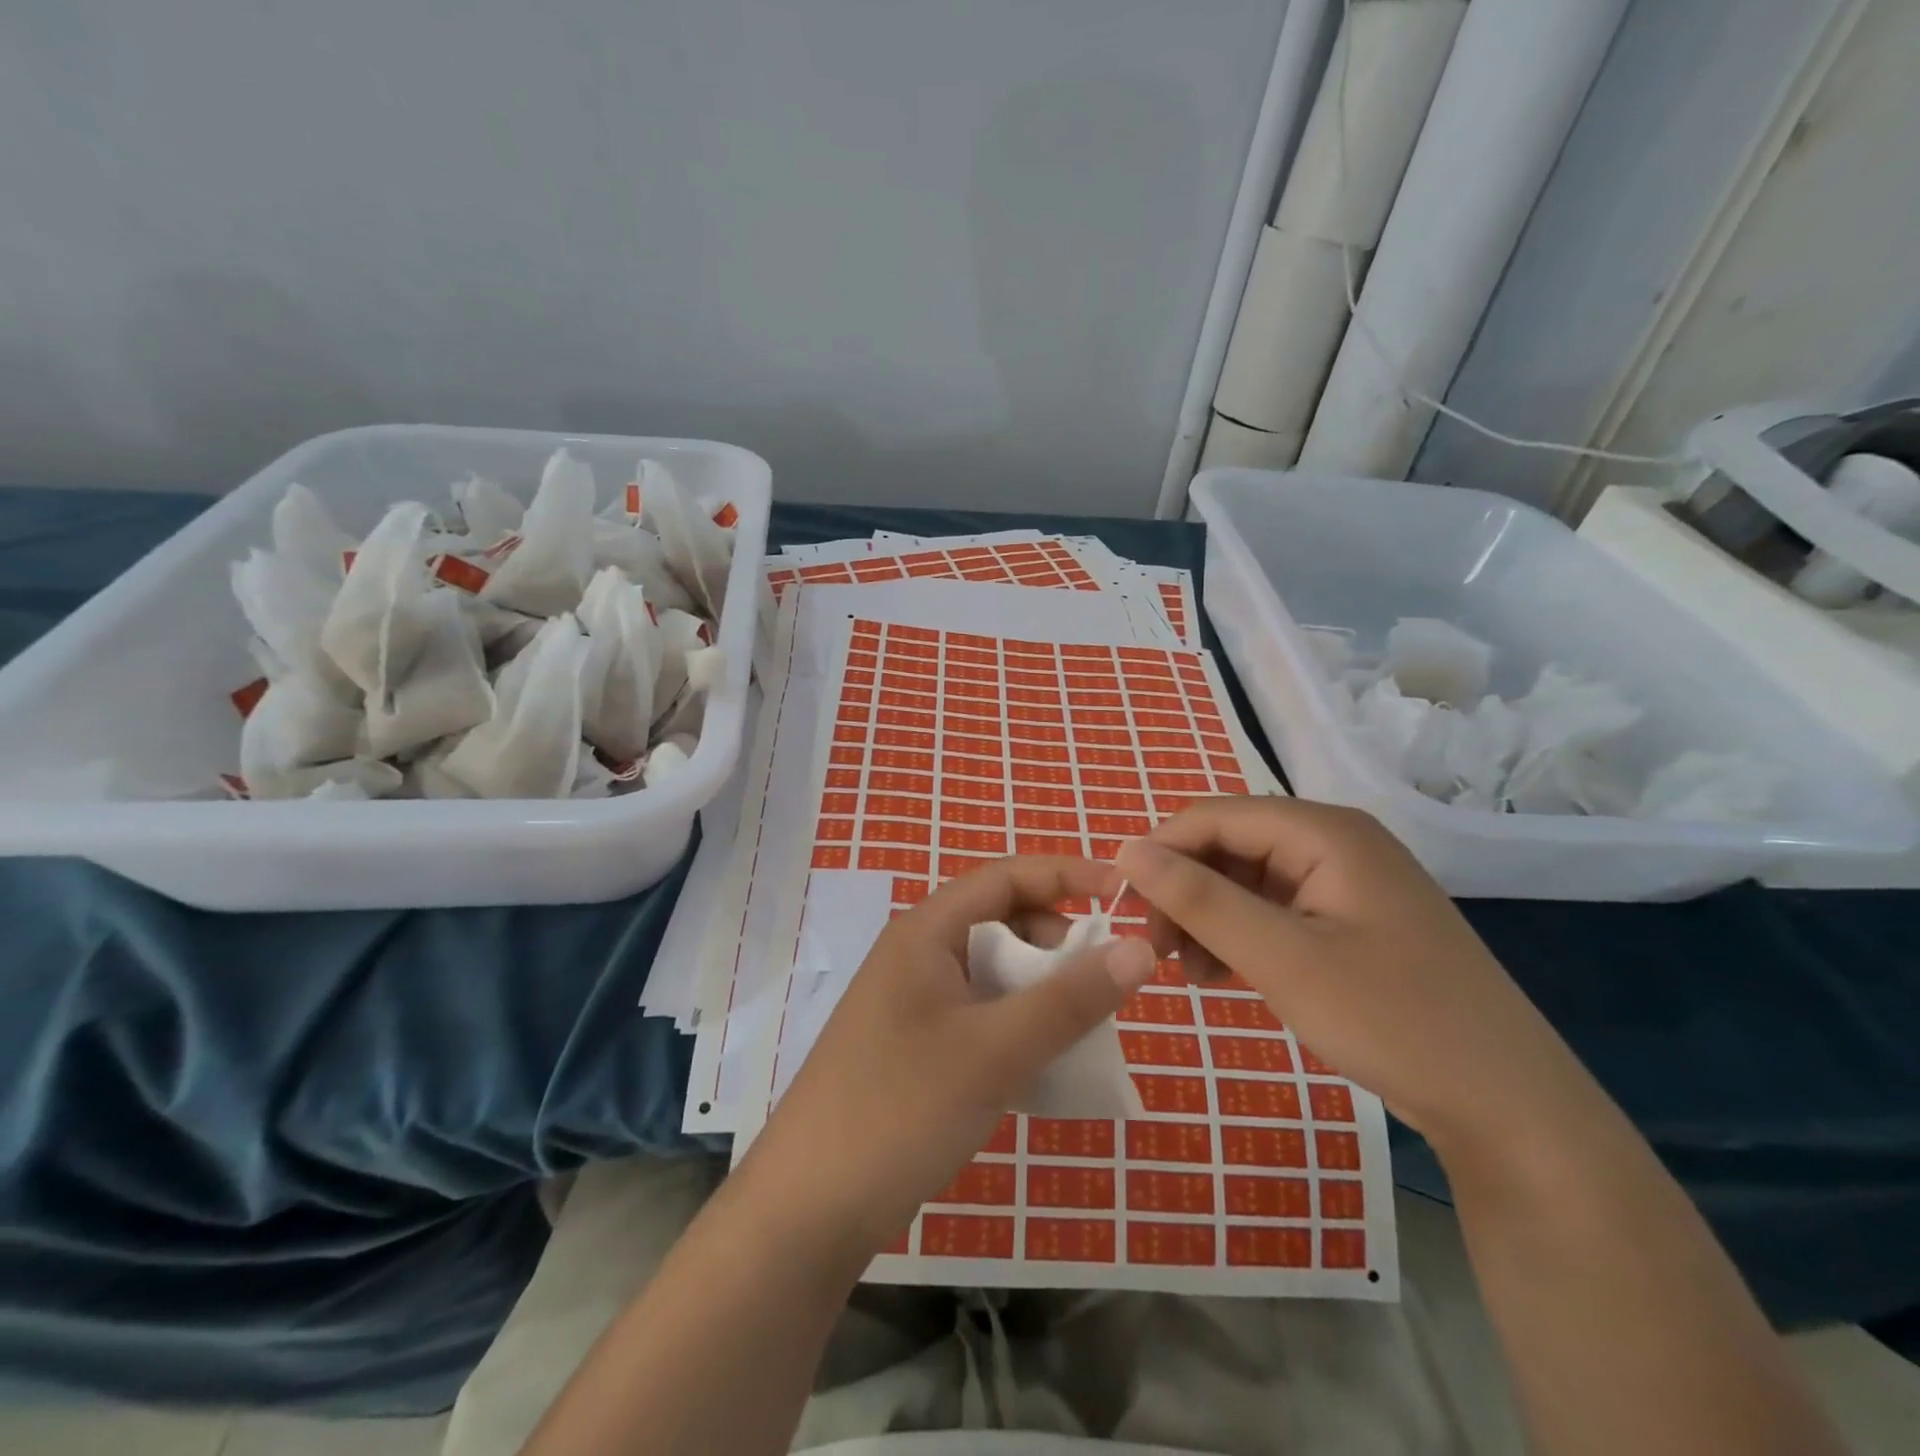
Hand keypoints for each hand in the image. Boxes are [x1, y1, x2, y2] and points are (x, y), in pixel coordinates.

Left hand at [741, 856, 1157, 1257]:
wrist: (809, 1208)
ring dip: (1040, 986)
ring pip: (993, 970)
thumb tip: (1139, 948)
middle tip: (1102, 979)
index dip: (1067, 874)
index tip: (1125, 893)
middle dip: (1057, 938)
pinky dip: (1018, 1022)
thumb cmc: (902, 1108)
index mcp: (926, 930)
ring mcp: (913, 1001)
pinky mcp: (915, 1044)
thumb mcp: (995, 1050)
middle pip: (1001, 920)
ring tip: (1079, 1025)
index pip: (1006, 876)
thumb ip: (1070, 999)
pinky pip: (980, 1011)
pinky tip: (1042, 1061)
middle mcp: (918, 953)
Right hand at [1115, 799, 1595, 1154]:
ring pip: (1245, 880)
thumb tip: (1126, 850)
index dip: (1159, 853)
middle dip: (1183, 893)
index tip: (1122, 908)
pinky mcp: (1350, 920)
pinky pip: (1274, 910)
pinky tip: (1223, 977)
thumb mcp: (1282, 959)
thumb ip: (1199, 899)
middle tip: (1157, 952)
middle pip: (1229, 846)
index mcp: (1325, 831)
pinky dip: (1239, 937)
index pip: (1213, 816)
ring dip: (1207, 919)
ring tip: (1191, 974)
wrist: (1509, 1109)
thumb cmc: (1393, 1020)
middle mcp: (1334, 842)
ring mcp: (1345, 882)